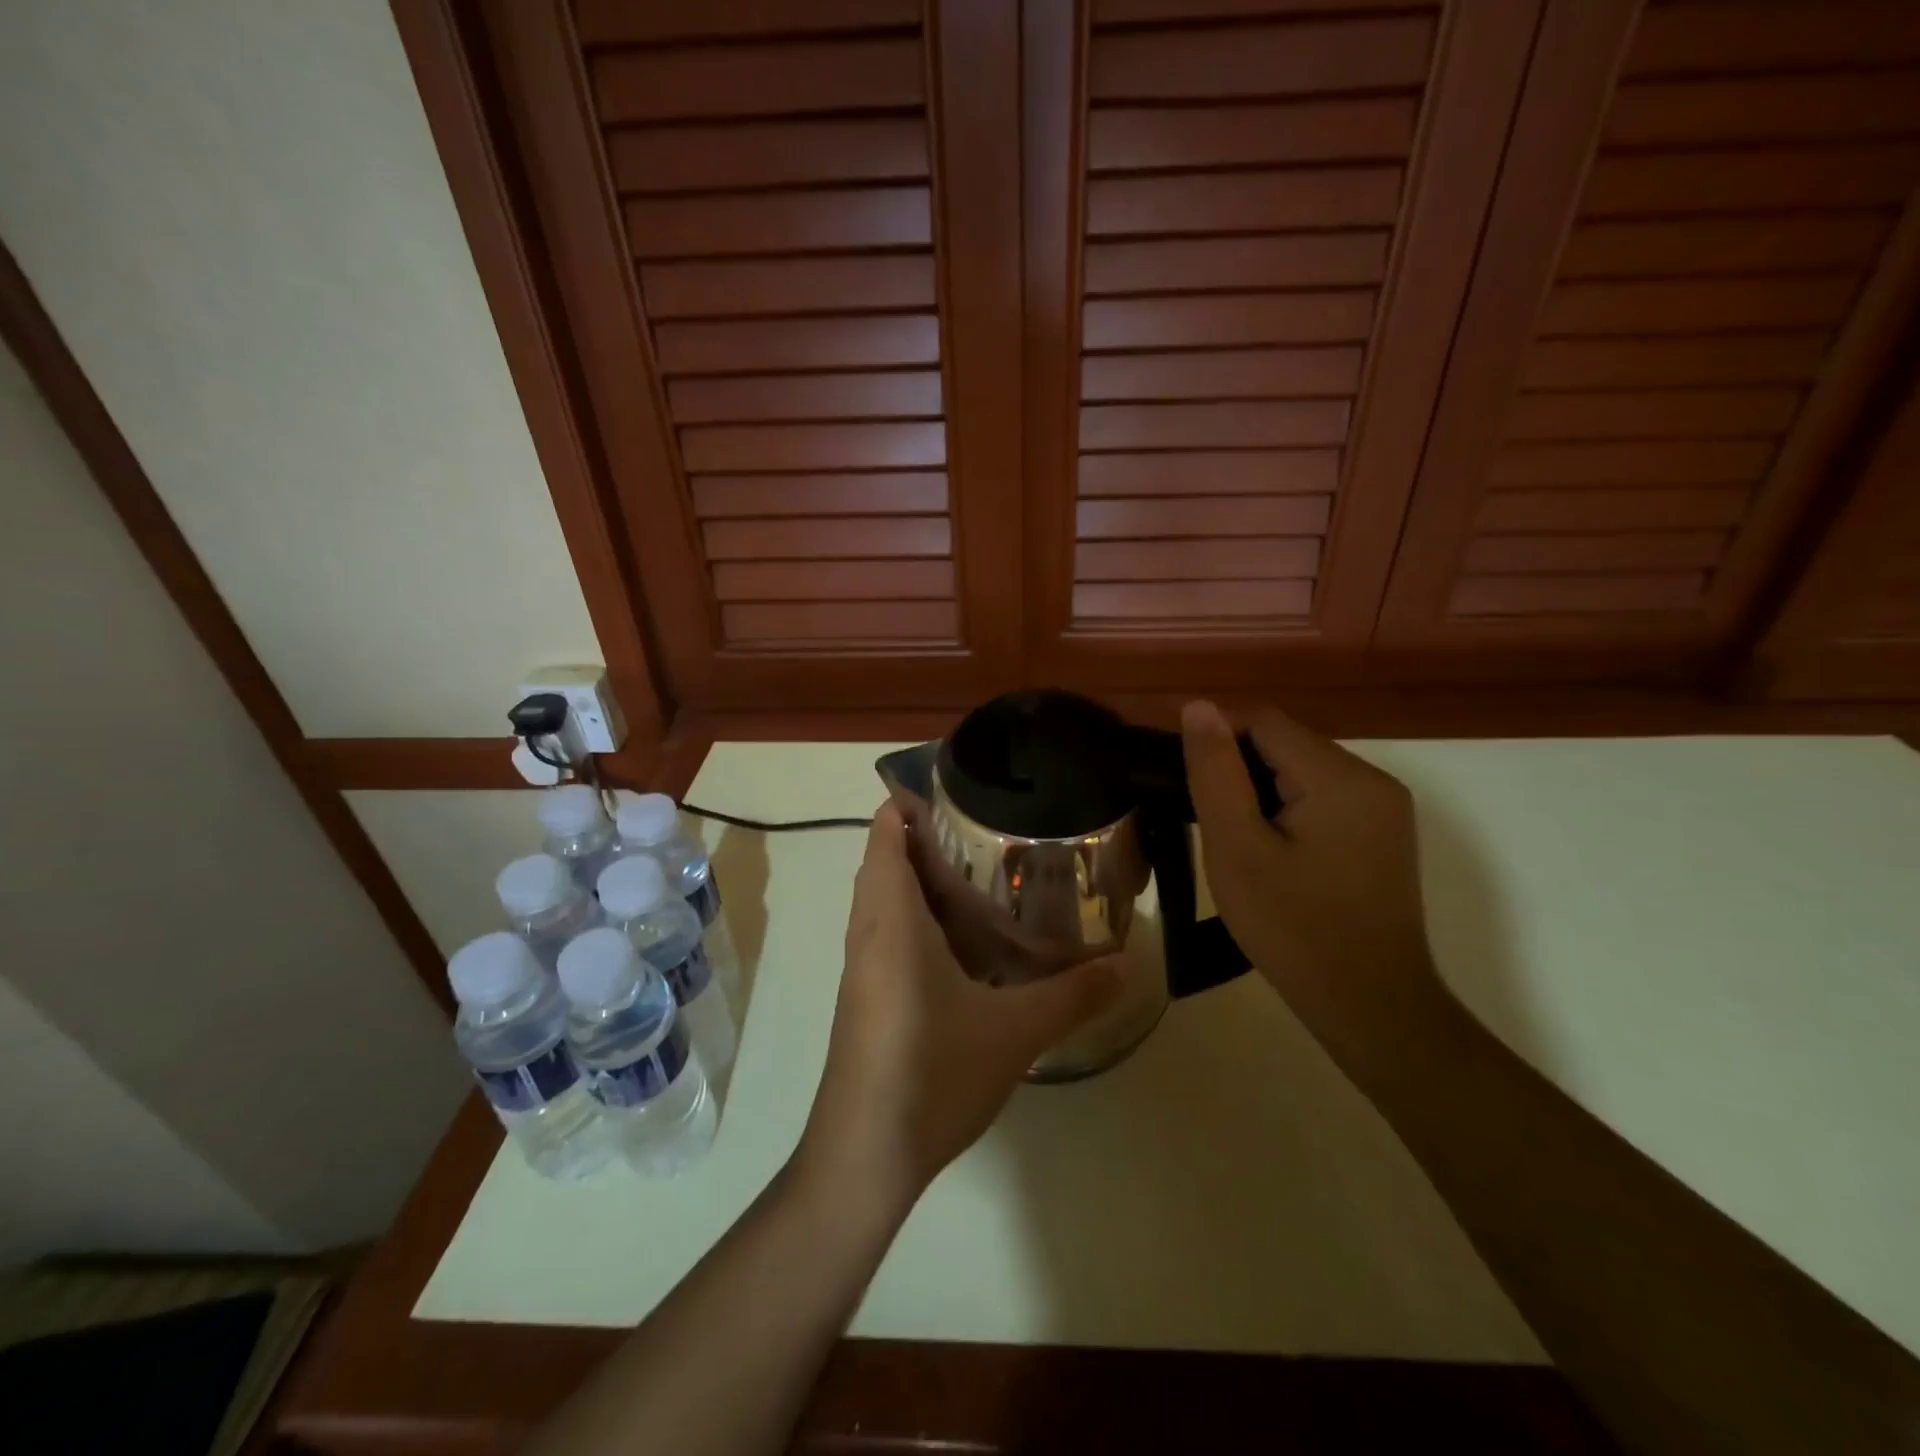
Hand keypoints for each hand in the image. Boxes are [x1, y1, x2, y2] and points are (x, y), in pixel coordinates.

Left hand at [798, 803, 1120, 1216]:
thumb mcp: (1014, 1031)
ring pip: (882, 899)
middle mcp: (867, 932)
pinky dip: (914, 916)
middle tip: (986, 833)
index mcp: (892, 921)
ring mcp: (860, 967)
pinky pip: (884, 932)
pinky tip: (961, 942)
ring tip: (980, 876)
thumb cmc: (931, 1073)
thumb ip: (1074, 994)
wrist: (863, 1155)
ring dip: (918, 879)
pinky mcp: (863, 996)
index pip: (884, 835)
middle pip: (884, 861)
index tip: (957, 793)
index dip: (908, 804)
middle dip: (924, 838)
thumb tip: (1132, 963)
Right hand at [1179, 700, 1439, 1038]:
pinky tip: (1270, 851)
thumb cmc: (1294, 928)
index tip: (1184, 782)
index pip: (1265, 722)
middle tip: (1204, 819)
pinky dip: (1288, 810)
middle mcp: (1373, 780)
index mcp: (1341, 778)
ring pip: (1303, 771)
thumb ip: (1215, 773)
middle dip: (1239, 769)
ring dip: (1261, 791)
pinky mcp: (1383, 835)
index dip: (1217, 740)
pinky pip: (1324, 799)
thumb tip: (1198, 707)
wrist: (1370, 1006)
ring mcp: (1384, 809)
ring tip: (1232, 838)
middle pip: (1287, 744)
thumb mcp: (1237, 848)